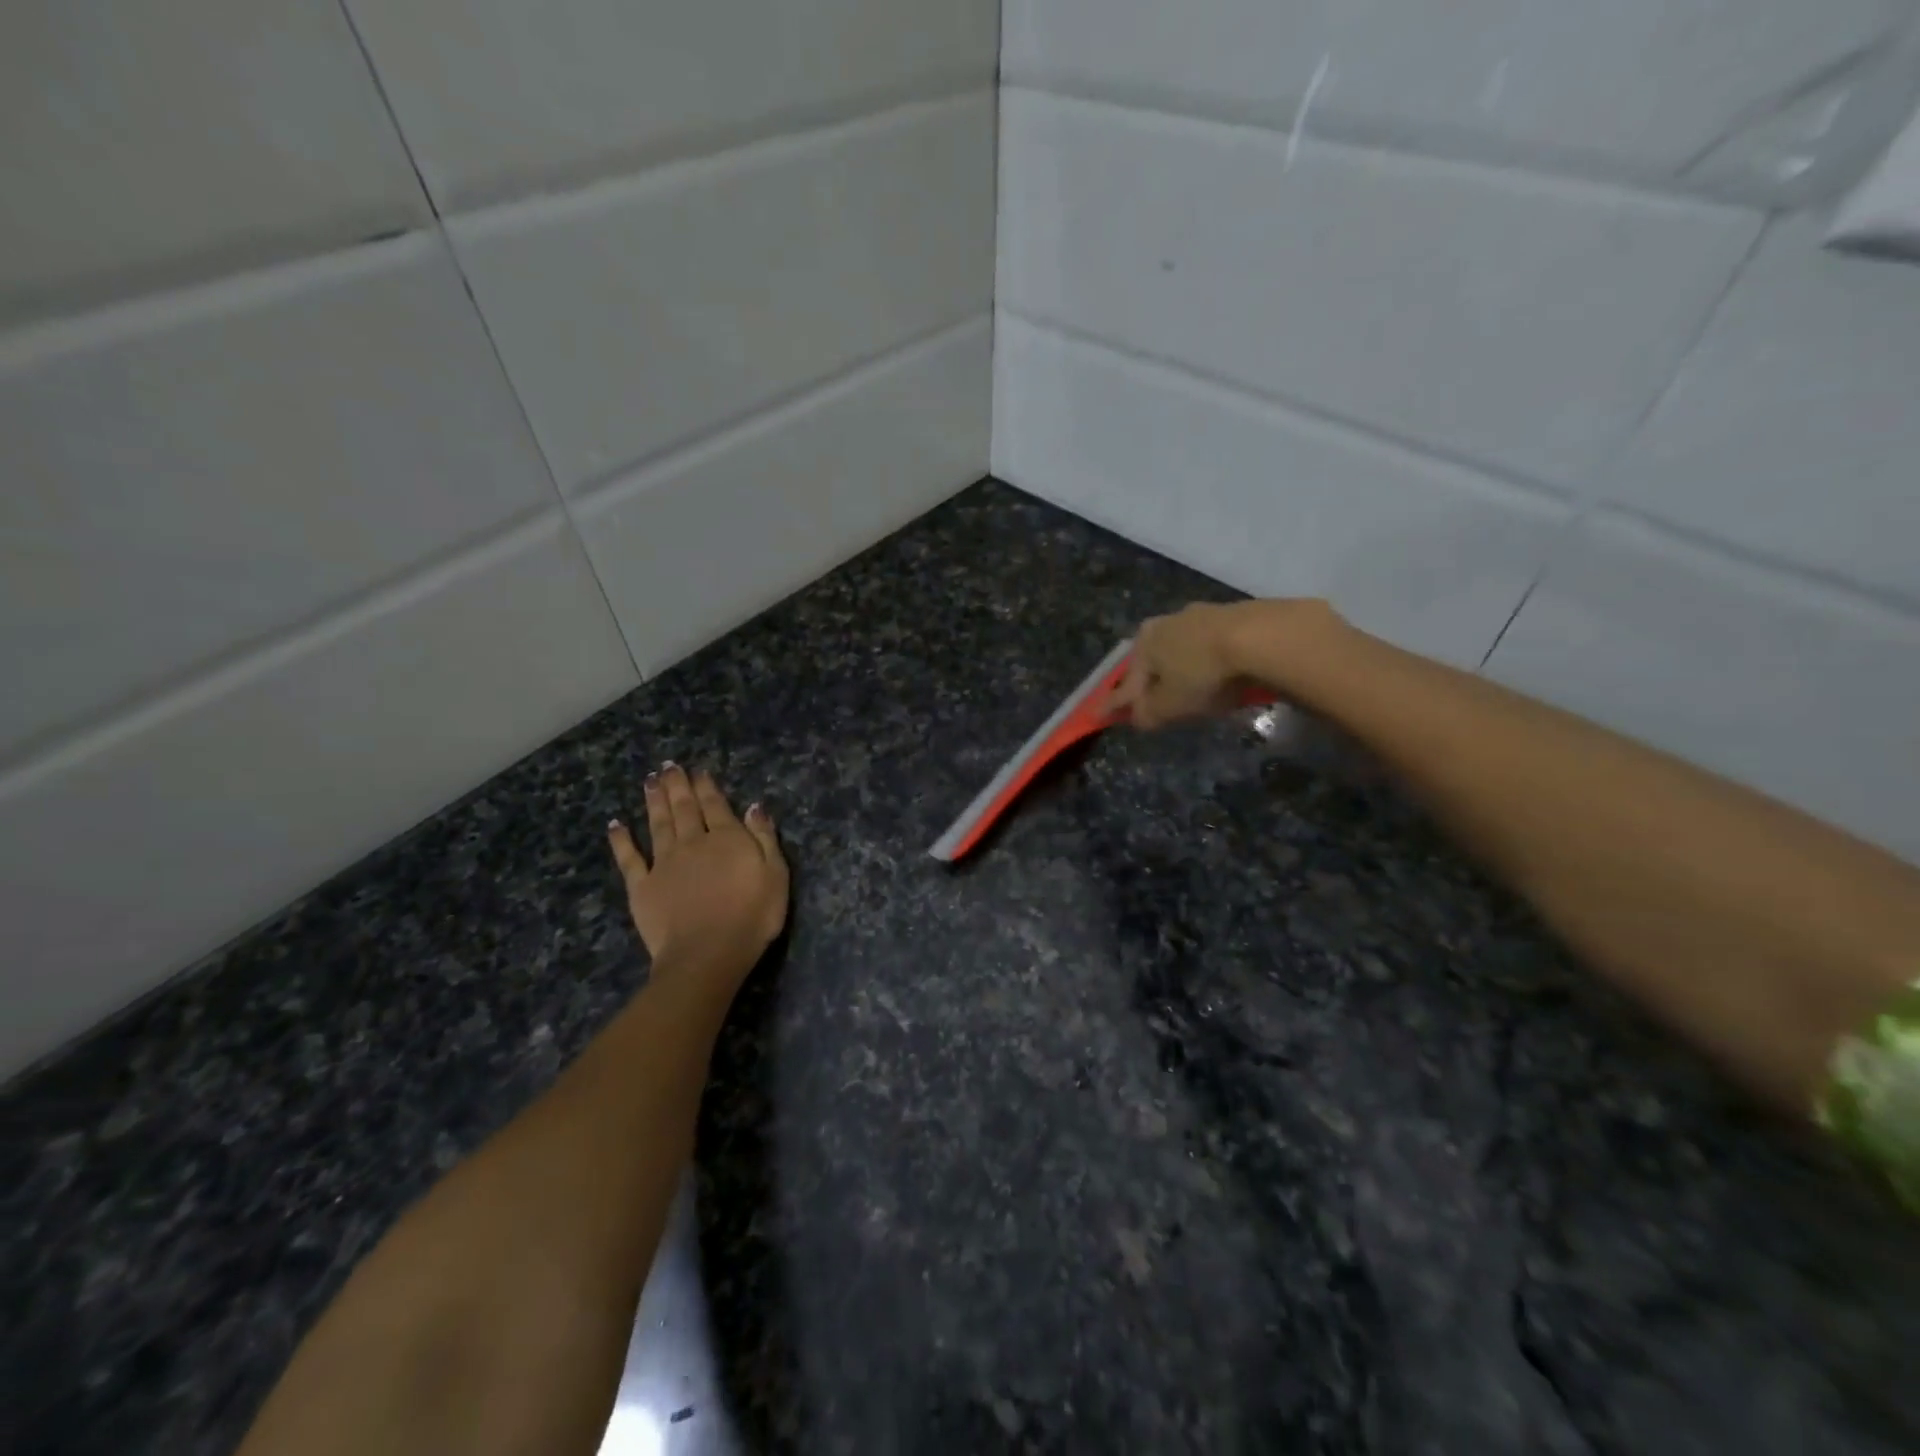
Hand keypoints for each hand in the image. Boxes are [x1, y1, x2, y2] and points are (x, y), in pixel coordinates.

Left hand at [607, 765, 788, 993]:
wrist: (707, 953)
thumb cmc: (752, 916)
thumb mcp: (775, 874)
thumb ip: (764, 838)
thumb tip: (753, 806)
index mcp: (727, 838)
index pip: (715, 805)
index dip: (706, 786)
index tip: (697, 770)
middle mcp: (692, 842)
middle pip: (684, 808)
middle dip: (677, 785)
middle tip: (668, 766)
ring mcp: (664, 863)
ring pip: (658, 824)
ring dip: (654, 801)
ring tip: (650, 781)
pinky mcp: (642, 886)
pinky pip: (629, 858)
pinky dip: (621, 840)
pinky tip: (615, 825)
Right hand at [1111, 598, 1340, 728]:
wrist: (1262, 637)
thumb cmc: (1203, 674)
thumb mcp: (1169, 706)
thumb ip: (1147, 714)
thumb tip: (1136, 717)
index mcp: (1144, 642)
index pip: (1124, 681)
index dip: (1113, 703)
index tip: (1100, 715)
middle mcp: (1167, 621)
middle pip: (1154, 660)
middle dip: (1151, 682)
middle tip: (1153, 703)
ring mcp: (1203, 615)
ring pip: (1184, 649)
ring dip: (1183, 669)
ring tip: (1192, 690)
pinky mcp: (1236, 615)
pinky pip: (1213, 646)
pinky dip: (1211, 661)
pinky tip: (1221, 674)